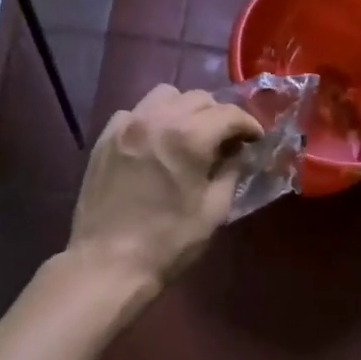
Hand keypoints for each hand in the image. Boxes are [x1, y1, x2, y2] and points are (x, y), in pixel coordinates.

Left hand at [68, 85, 261, 295]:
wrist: (108, 263)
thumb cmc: (168, 242)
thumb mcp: (214, 210)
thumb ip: (231, 172)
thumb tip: (238, 153)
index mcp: (188, 137)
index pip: (229, 114)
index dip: (249, 125)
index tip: (256, 140)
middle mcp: (156, 119)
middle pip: (198, 98)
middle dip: (219, 116)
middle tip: (227, 141)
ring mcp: (125, 125)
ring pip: (165, 96)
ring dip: (185, 110)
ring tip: (191, 135)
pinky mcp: (105, 138)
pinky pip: (135, 112)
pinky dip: (153, 119)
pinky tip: (157, 144)